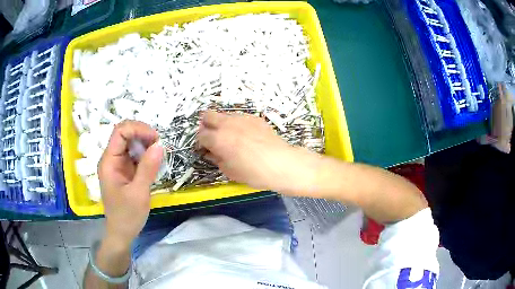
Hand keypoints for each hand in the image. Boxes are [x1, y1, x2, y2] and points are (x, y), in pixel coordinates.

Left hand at [98, 120, 163, 246]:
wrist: (121, 232)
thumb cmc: (127, 215)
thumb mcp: (139, 193)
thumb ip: (147, 168)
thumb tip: (159, 145)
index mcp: (109, 161)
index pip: (120, 132)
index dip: (138, 129)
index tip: (156, 140)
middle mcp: (111, 158)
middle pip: (125, 133)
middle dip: (143, 134)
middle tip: (159, 147)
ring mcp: (117, 164)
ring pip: (130, 142)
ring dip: (145, 144)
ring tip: (158, 155)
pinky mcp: (124, 170)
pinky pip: (134, 154)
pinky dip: (145, 154)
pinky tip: (153, 163)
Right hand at [198, 111, 318, 193]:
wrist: (281, 163)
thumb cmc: (253, 172)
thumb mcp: (229, 171)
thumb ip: (216, 158)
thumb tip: (210, 152)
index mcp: (217, 138)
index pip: (200, 135)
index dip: (201, 143)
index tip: (206, 149)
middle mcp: (227, 124)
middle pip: (207, 115)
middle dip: (206, 125)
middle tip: (213, 138)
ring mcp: (242, 118)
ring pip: (224, 115)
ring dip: (222, 124)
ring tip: (231, 137)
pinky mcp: (254, 118)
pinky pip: (240, 117)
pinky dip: (237, 124)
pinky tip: (246, 136)